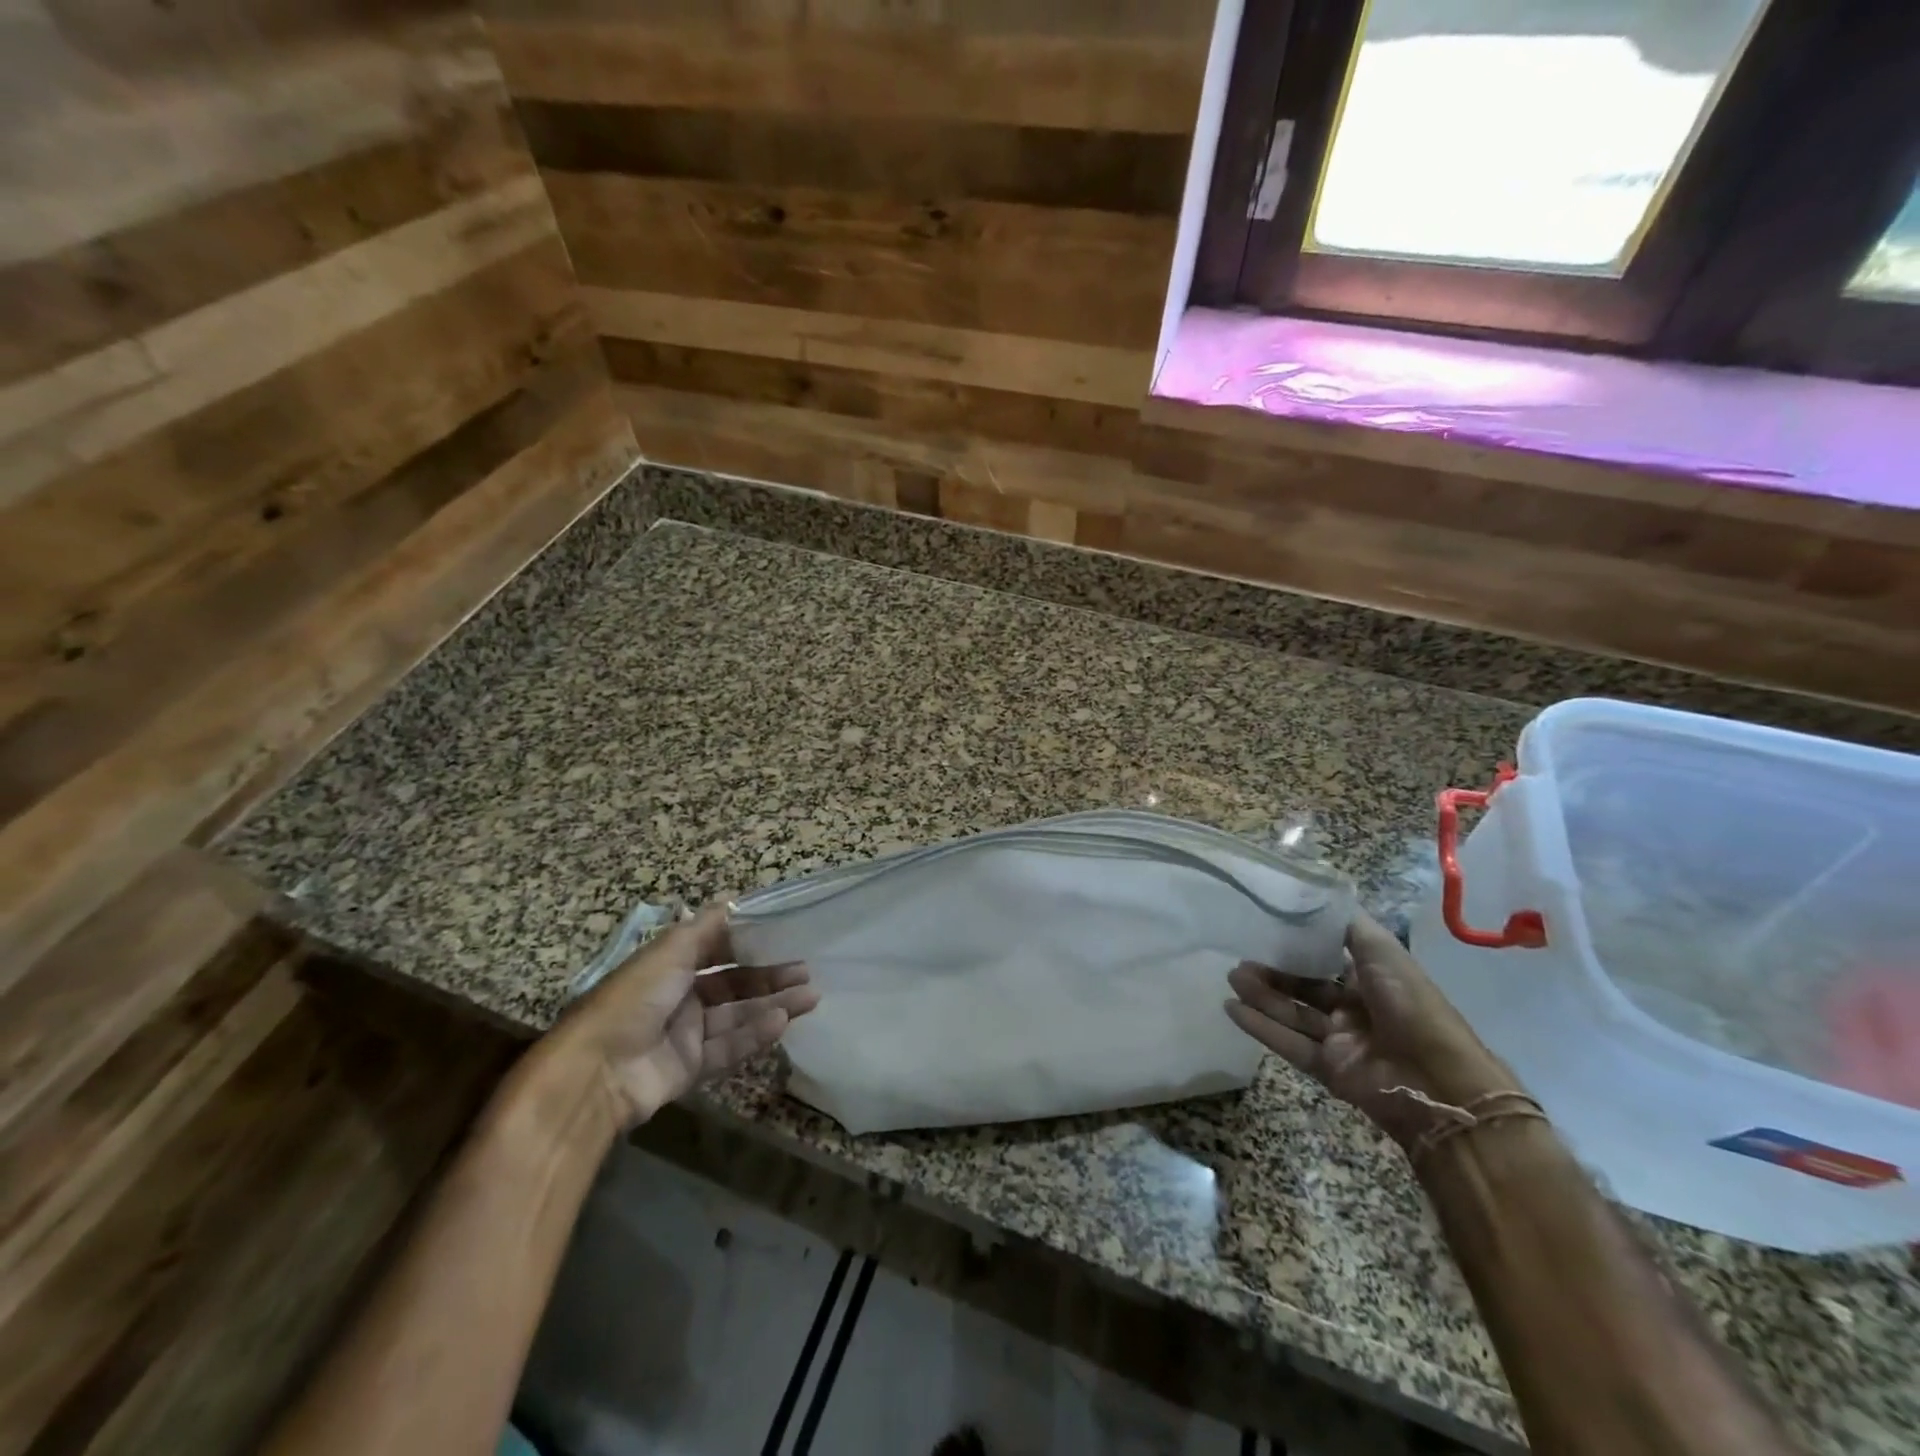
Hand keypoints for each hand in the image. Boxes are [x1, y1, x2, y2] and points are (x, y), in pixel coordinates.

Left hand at [542, 904, 818, 1131]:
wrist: (596, 1072)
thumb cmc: (632, 999)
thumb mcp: (668, 952)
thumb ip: (705, 928)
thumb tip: (733, 899)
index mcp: (669, 966)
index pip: (717, 950)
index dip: (749, 944)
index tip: (783, 937)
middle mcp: (679, 997)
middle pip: (733, 984)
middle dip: (769, 977)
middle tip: (806, 971)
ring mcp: (685, 1035)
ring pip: (738, 1016)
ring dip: (773, 1004)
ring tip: (811, 996)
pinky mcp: (690, 1068)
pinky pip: (729, 1048)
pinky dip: (756, 1034)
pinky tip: (783, 1021)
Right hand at [1226, 912, 1519, 1148]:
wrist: (1438, 1079)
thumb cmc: (1411, 1005)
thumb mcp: (1382, 950)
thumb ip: (1348, 925)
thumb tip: (1317, 897)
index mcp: (1374, 981)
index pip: (1328, 959)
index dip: (1298, 946)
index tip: (1266, 928)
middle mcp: (1356, 1009)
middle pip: (1304, 987)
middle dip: (1272, 972)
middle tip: (1240, 958)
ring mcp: (1341, 1040)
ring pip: (1292, 1013)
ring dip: (1261, 995)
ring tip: (1231, 977)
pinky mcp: (1329, 1069)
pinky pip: (1288, 1044)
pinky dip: (1260, 1027)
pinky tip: (1231, 1008)